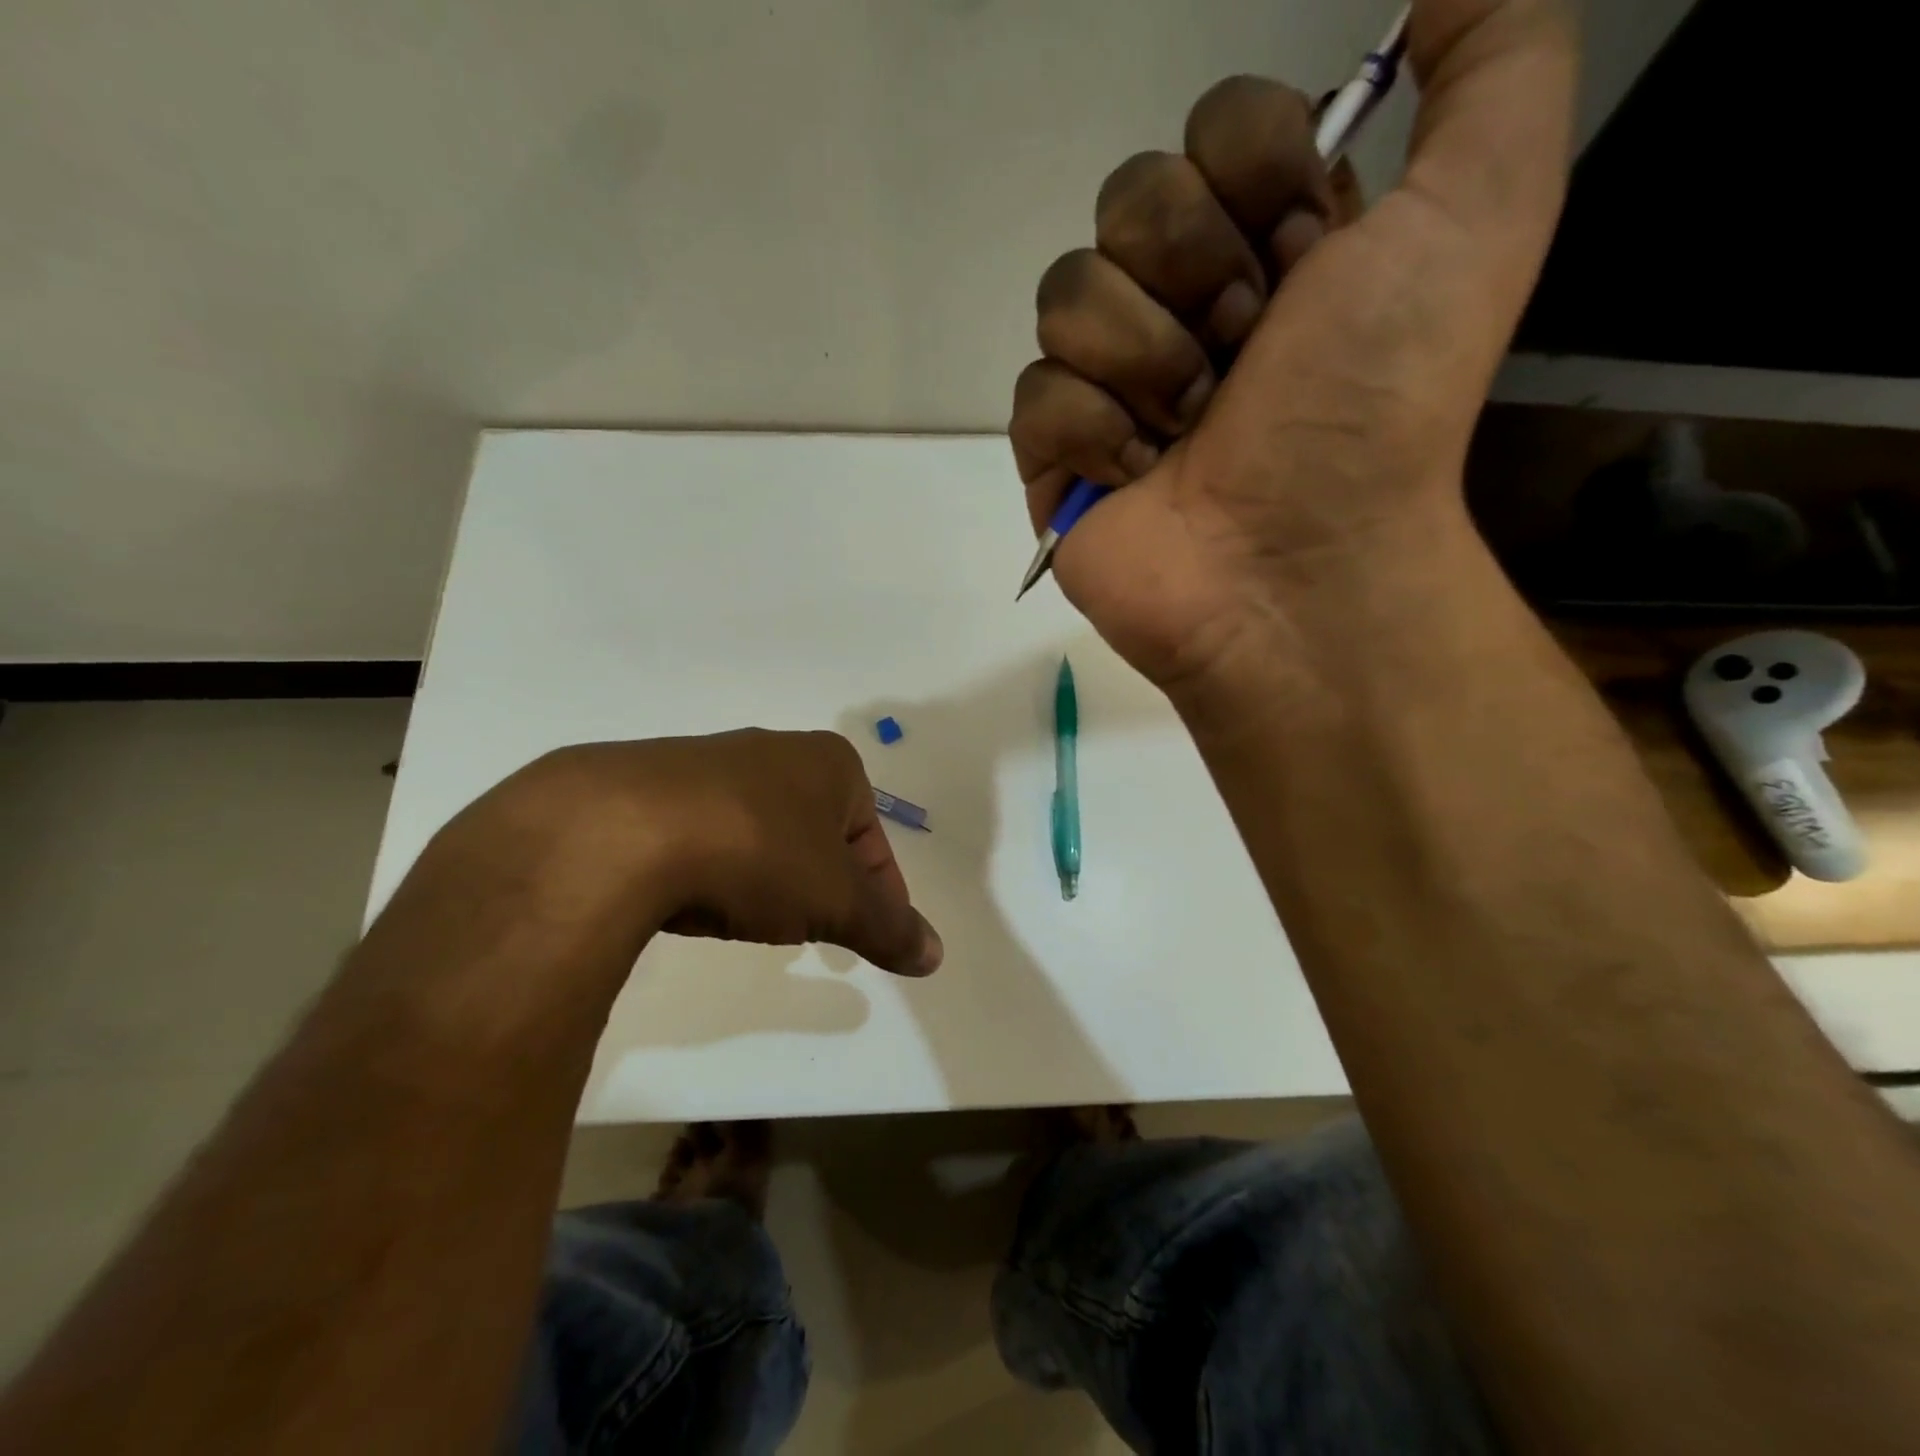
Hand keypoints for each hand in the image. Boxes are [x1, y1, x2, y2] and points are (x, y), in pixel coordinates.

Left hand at [421, 730, 943, 979]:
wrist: (620, 829)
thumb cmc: (757, 852)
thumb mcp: (836, 900)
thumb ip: (888, 927)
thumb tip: (936, 956)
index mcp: (830, 763)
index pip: (873, 836)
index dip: (883, 890)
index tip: (874, 936)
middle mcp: (773, 751)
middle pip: (818, 830)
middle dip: (824, 880)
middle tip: (816, 928)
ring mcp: (708, 762)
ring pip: (760, 828)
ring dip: (767, 873)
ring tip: (751, 917)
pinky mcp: (650, 784)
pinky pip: (703, 831)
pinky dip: (713, 865)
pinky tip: (694, 896)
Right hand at [1009, 0, 1575, 692]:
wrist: (1296, 565)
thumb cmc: (1376, 405)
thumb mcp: (1482, 210)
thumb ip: (1497, 60)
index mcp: (1269, 240)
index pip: (1212, 127)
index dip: (1255, 176)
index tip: (1303, 258)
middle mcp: (1183, 301)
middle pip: (1127, 199)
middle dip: (1195, 275)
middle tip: (1244, 361)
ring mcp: (1111, 383)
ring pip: (1067, 293)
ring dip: (1147, 360)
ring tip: (1192, 430)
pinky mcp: (1055, 457)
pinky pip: (1035, 395)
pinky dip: (1091, 433)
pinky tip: (1138, 476)